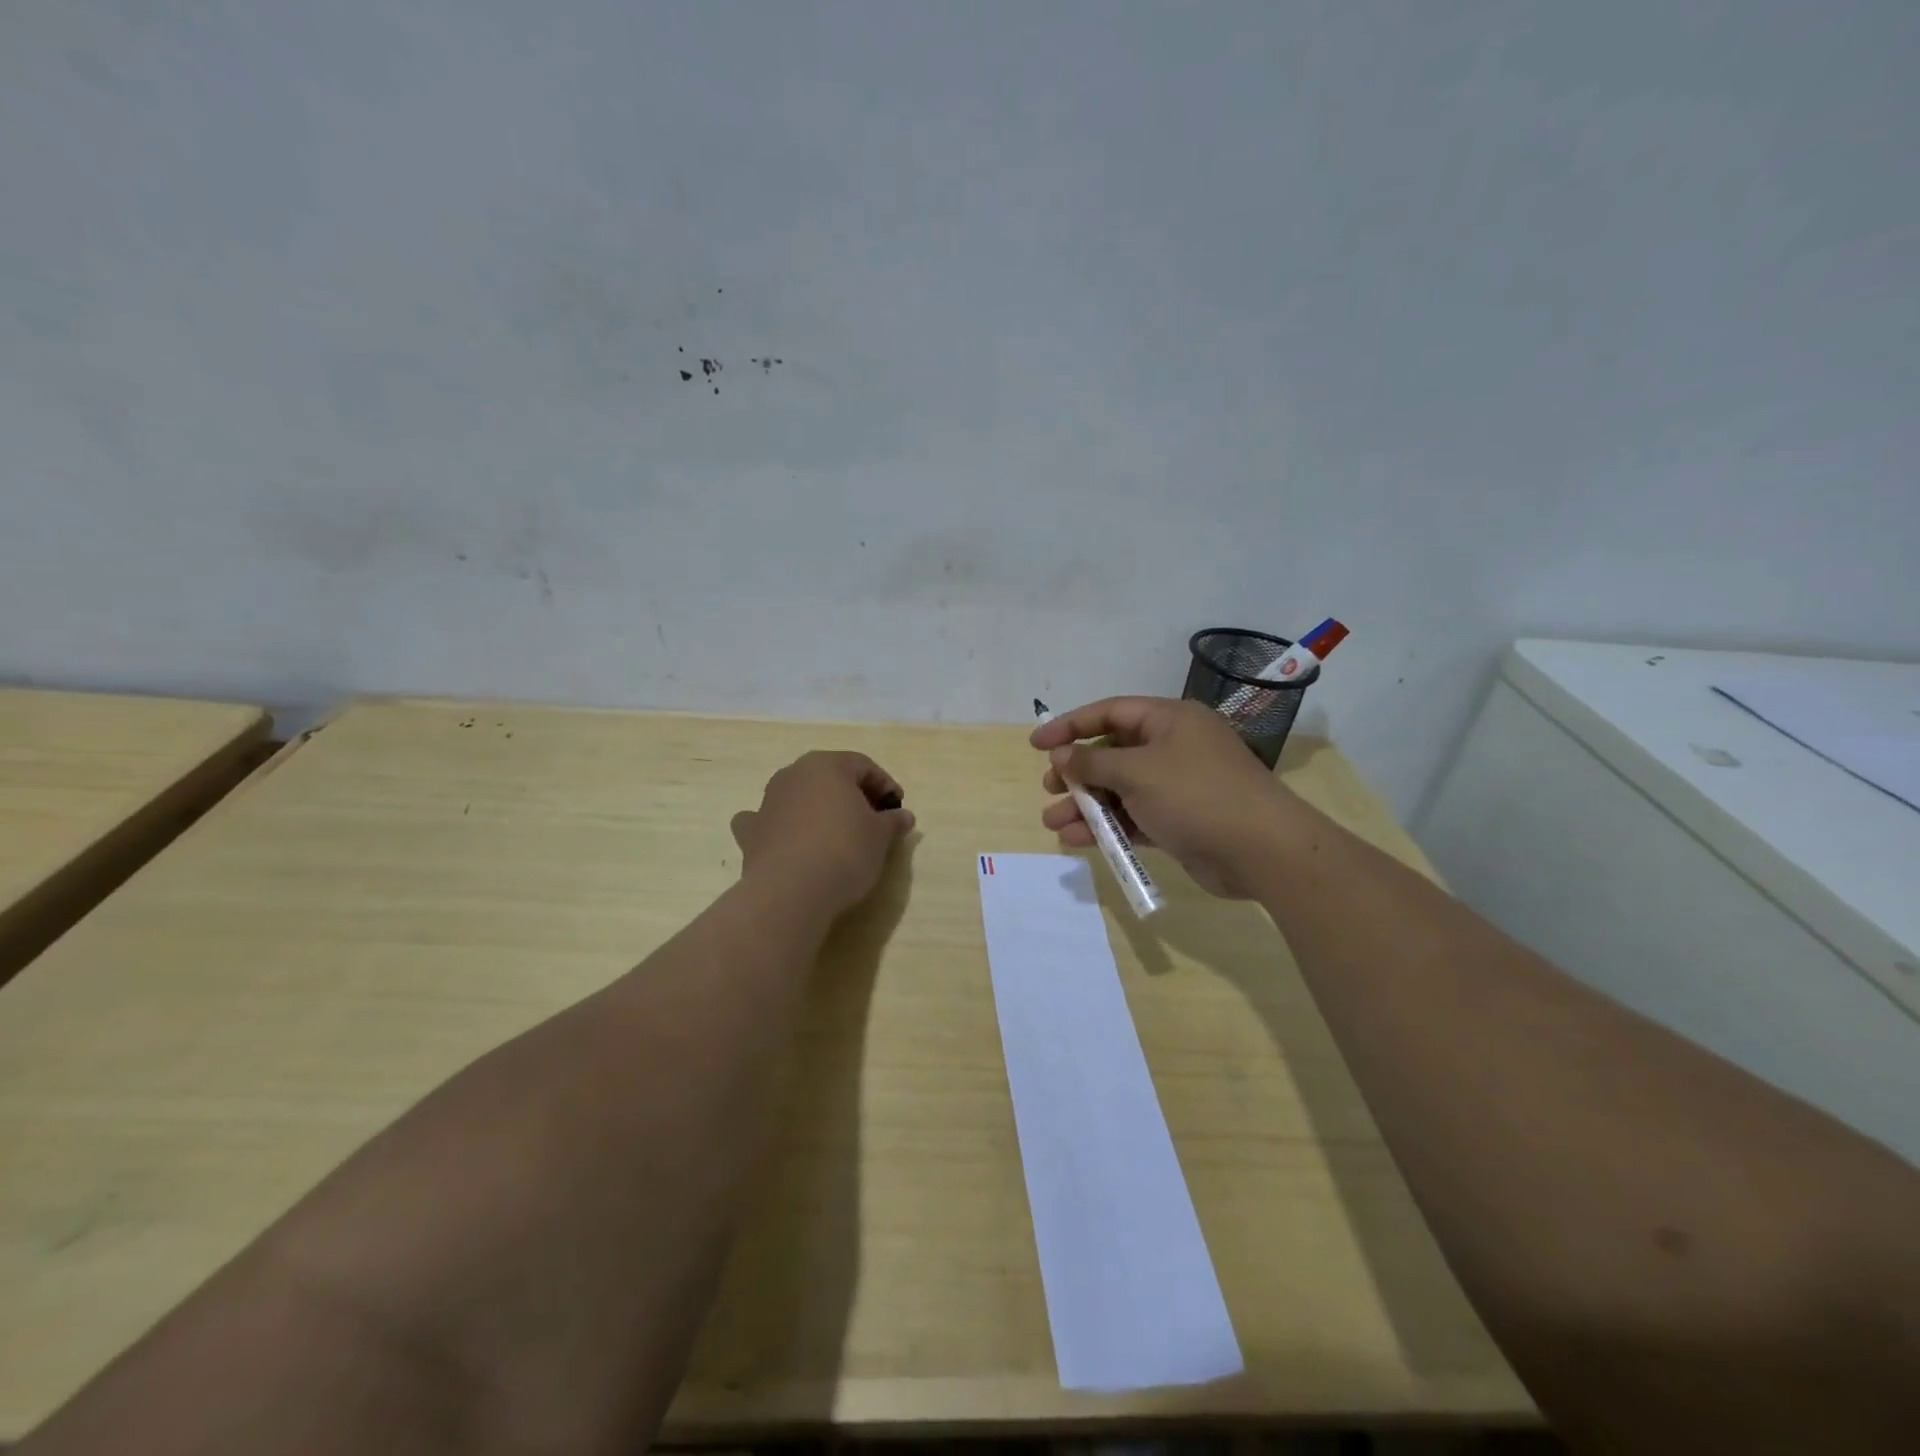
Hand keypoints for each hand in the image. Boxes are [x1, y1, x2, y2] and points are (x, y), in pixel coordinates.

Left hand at [731, 751, 914, 917]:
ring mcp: (767, 801)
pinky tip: (788, 841)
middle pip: (829, 777)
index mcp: (827, 765)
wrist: (791, 891)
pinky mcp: (751, 831)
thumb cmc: (844, 851)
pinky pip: (767, 820)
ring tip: (836, 834)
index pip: (863, 766)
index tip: (897, 808)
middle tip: (872, 820)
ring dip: (817, 808)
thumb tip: (904, 816)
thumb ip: (892, 821)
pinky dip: (779, 826)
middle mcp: (793, 774)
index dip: (885, 785)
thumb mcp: (880, 836)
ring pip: (798, 795)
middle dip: (851, 795)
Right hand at [1032, 697, 1296, 897]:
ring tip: (1053, 823)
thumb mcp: (1137, 772)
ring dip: (1086, 805)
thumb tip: (1062, 756)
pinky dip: (1107, 826)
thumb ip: (1093, 762)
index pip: (1109, 713)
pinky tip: (1078, 840)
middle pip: (1112, 753)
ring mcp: (1177, 786)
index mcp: (1169, 720)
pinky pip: (1134, 817)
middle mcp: (1173, 747)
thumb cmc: (1195, 795)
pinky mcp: (1179, 820)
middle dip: (1077, 772)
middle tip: (1049, 788)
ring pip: (1120, 789)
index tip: (1037, 744)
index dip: (1070, 725)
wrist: (1261, 850)